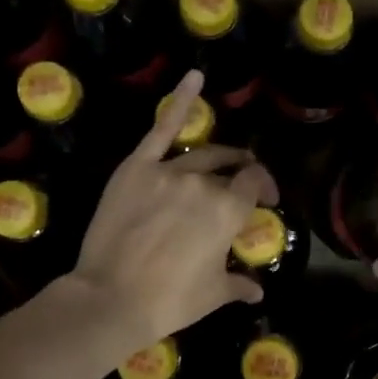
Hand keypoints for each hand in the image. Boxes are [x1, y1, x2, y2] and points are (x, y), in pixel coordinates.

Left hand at [67, 70, 274, 356]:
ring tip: (225, 159)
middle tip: (244, 184)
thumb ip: (240, 284)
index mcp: (228, 210)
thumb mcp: (214, 294)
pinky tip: (194, 78)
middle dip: (242, 173)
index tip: (266, 201)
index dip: (264, 188)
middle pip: (230, 167)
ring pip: (201, 154)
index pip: (254, 183)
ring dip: (218, 156)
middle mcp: (203, 183)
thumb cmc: (170, 301)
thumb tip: (258, 292)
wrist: (112, 298)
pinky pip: (161, 128)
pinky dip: (179, 101)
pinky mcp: (137, 168)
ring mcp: (168, 171)